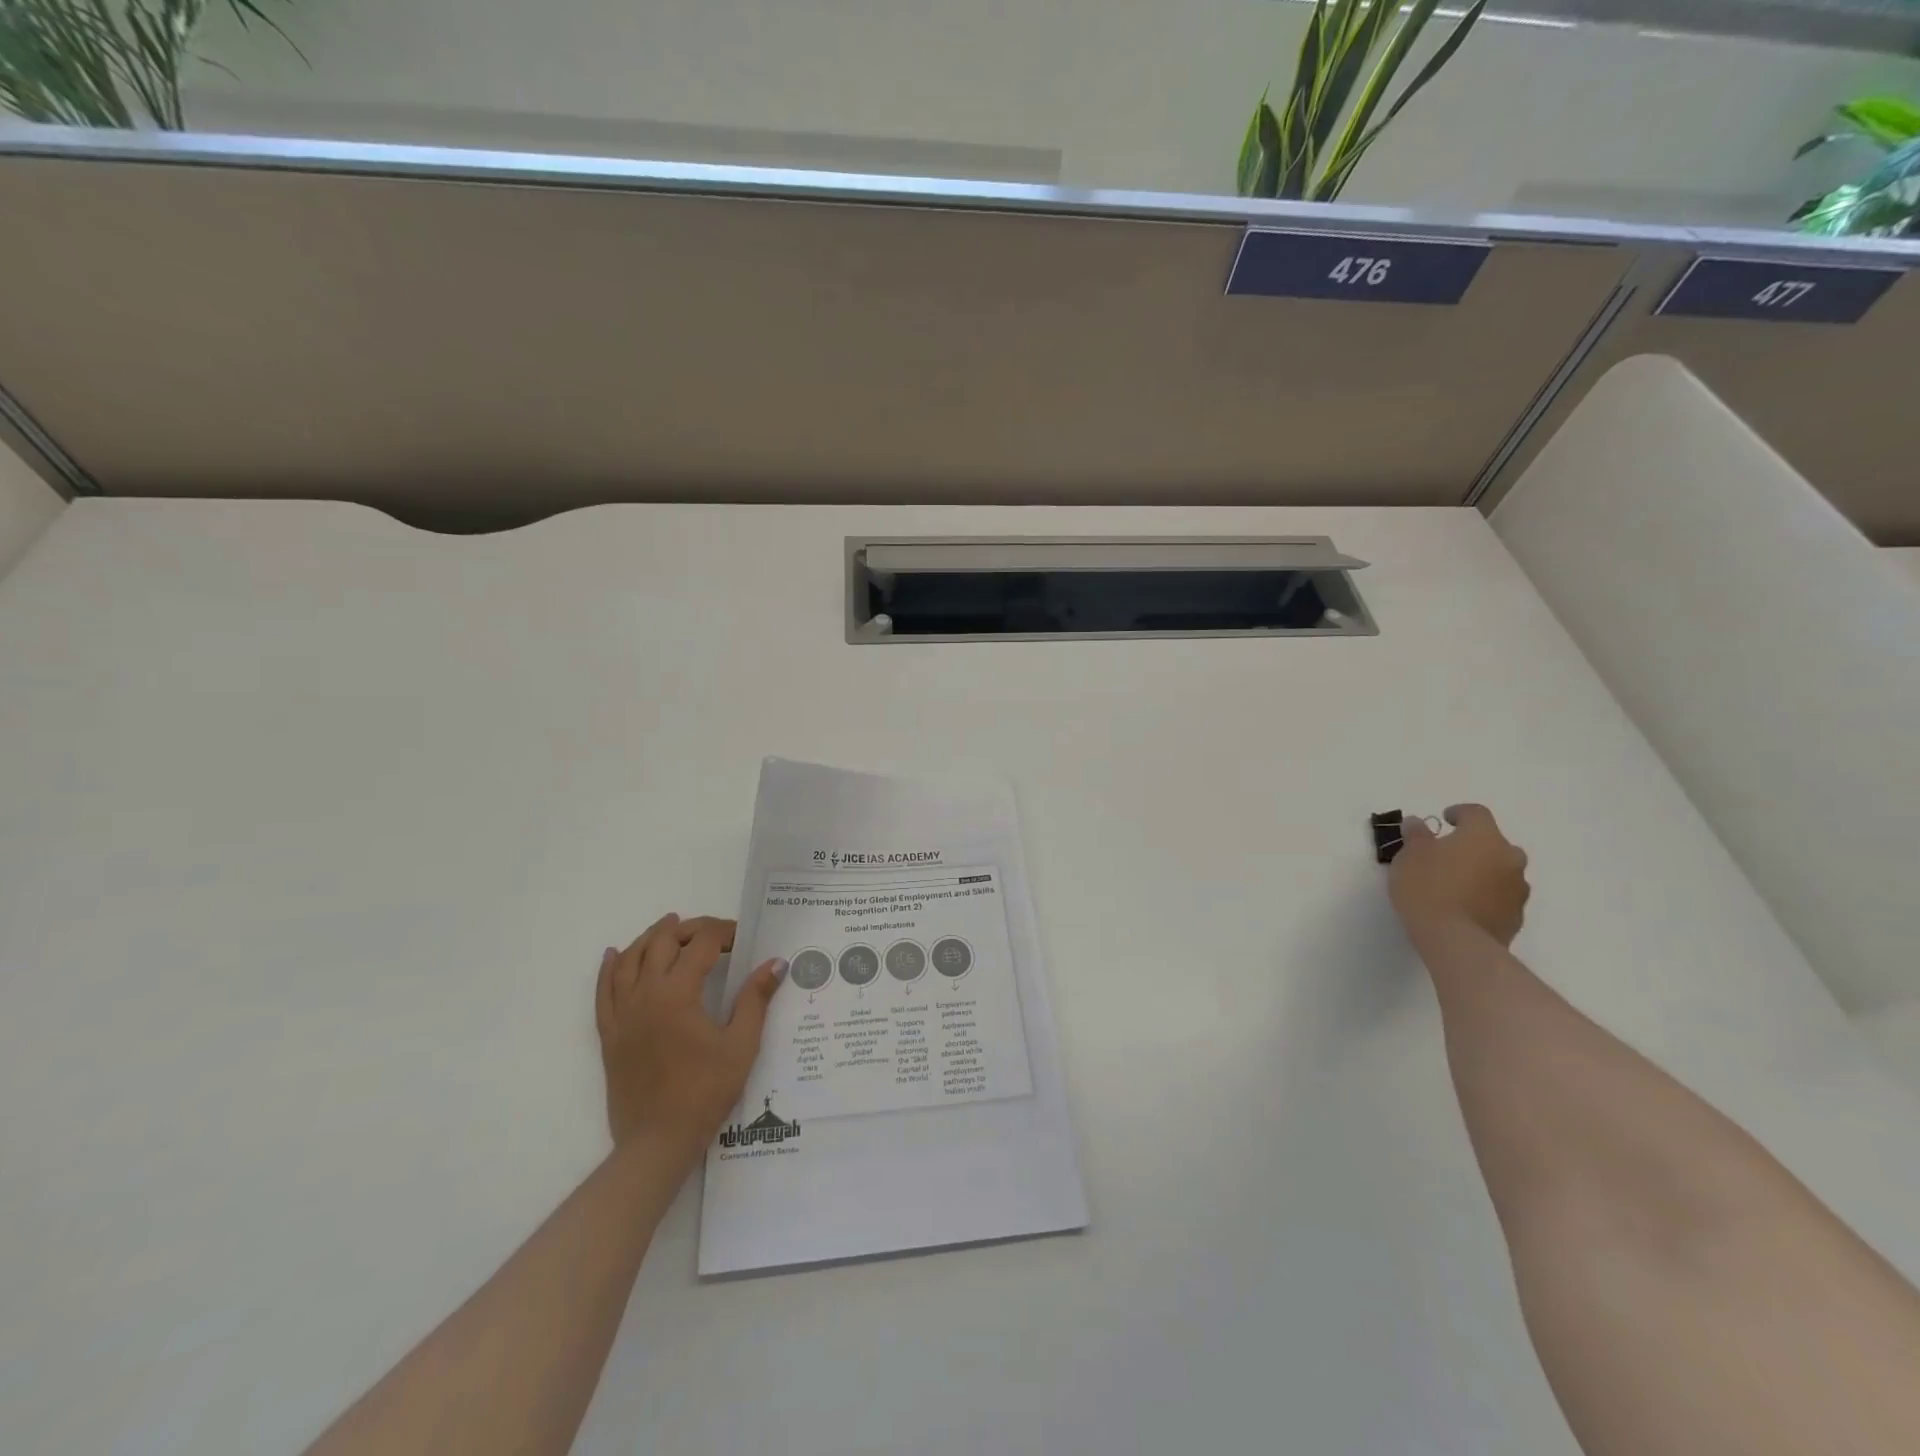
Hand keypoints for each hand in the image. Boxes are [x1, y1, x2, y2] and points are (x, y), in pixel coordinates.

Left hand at [595, 914, 786, 1169]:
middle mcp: (645, 994)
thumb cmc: (705, 1092)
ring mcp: (622, 1014)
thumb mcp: (741, 1045)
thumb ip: (755, 999)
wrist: (657, 1141)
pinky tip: (615, 954)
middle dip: (689, 928)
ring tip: (669, 927)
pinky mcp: (609, 1033)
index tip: (742, 939)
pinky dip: (610, 967)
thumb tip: (775, 963)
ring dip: (651, 938)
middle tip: (713, 932)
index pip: (701, 944)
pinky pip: (603, 990)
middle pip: (662, 942)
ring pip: (630, 959)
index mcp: (678, 993)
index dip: (723, 933)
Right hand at [1388, 804, 1530, 945]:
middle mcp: (1508, 857)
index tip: (1444, 820)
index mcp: (1484, 837)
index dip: (1460, 813)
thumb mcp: (1410, 855)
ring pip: (1501, 871)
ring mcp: (1517, 889)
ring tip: (1457, 885)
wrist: (1455, 940)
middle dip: (1474, 846)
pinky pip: (1501, 897)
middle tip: (1449, 856)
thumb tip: (1418, 822)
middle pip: (1494, 843)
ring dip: (1483, 872)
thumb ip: (1416, 835)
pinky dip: (1486, 896)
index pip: (1476, 813)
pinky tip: (1465, 907)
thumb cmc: (1428, 887)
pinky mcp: (1516, 917)